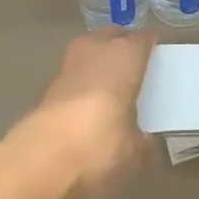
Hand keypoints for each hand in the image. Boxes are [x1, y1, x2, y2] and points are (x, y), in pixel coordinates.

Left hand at [6, 28, 154, 198]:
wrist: (38, 162)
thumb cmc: (99, 146)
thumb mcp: (134, 152)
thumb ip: (145, 143)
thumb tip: (148, 144)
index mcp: (125, 55)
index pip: (145, 39)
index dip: (153, 47)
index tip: (160, 60)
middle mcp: (96, 49)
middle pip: (114, 36)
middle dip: (123, 47)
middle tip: (134, 69)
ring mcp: (67, 64)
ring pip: (89, 51)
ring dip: (99, 62)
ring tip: (109, 86)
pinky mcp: (46, 85)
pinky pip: (72, 74)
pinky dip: (81, 82)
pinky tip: (85, 106)